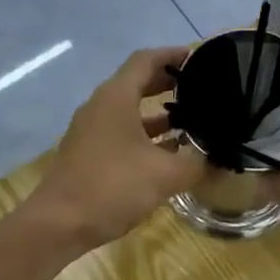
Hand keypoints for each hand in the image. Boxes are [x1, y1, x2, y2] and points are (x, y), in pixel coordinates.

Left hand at [26, 47, 206, 251]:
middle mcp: (101, 106)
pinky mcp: (88, 153)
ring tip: (193, 120)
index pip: (146, 60)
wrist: (58, 224)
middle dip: (168, 83)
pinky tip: (169, 152)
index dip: (172, 55)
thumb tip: (222, 161)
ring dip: (158, 112)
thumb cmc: (112, 187)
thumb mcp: (164, 175)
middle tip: (201, 88)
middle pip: (137, 82)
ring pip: (130, 110)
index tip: (199, 57)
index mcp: (116, 97)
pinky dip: (146, 134)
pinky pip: (122, 132)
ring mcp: (91, 130)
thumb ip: (197, 164)